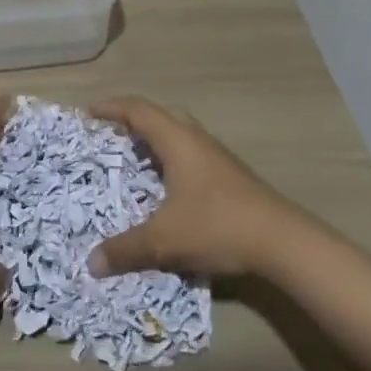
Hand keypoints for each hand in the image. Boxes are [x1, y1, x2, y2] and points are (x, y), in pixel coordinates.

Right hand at [88, 96, 302, 279]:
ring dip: (155, 140)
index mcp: (178, 141)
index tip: (88, 112)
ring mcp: (217, 157)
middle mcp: (197, 140)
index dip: (111, 107)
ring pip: (180, 135)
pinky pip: (191, 154)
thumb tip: (92, 262)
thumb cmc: (217, 226)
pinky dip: (171, 160)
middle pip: (161, 115)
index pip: (138, 110)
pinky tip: (167, 188)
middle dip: (133, 120)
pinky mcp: (230, 176)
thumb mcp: (165, 241)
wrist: (282, 242)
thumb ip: (127, 249)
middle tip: (111, 134)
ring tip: (134, 159)